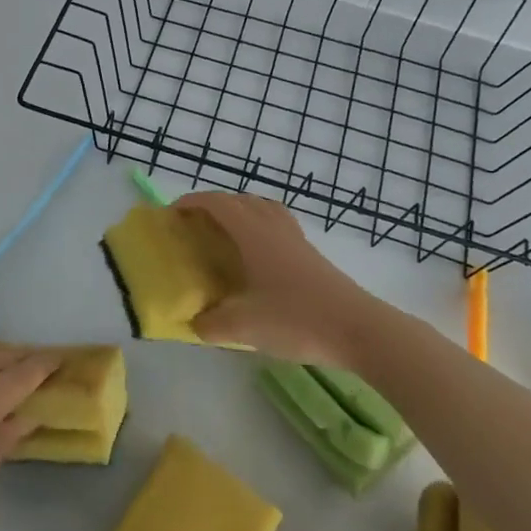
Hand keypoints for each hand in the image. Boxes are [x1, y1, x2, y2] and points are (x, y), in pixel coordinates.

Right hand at [174, 192, 381, 366]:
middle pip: (241, 200)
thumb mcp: (244, 327)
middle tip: (195, 226)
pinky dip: (260, 228)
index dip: (192, 203)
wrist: (358, 329)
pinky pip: (279, 226)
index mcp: (254, 235)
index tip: (171, 214)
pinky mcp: (312, 256)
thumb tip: (196, 323)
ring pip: (264, 209)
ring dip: (241, 212)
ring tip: (226, 235)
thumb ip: (211, 324)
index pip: (218, 204)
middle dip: (214, 205)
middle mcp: (274, 229)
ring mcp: (297, 240)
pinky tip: (257, 258)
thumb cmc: (297, 320)